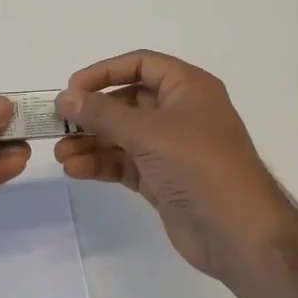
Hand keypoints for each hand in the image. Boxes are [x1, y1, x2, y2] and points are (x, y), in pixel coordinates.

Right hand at [55, 51, 297, 283]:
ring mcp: (171, 148)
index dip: (106, 72)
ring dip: (91, 142)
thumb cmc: (199, 165)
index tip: (73, 88)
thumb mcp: (148, 132)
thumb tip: (65, 98)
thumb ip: (102, 113)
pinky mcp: (162, 179)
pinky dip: (101, 164)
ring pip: (122, 135)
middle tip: (59, 124)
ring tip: (61, 154)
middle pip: (127, 101)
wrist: (239, 233)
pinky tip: (75, 169)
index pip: (141, 64)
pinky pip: (124, 163)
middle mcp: (180, 113)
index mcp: (188, 88)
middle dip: (92, 113)